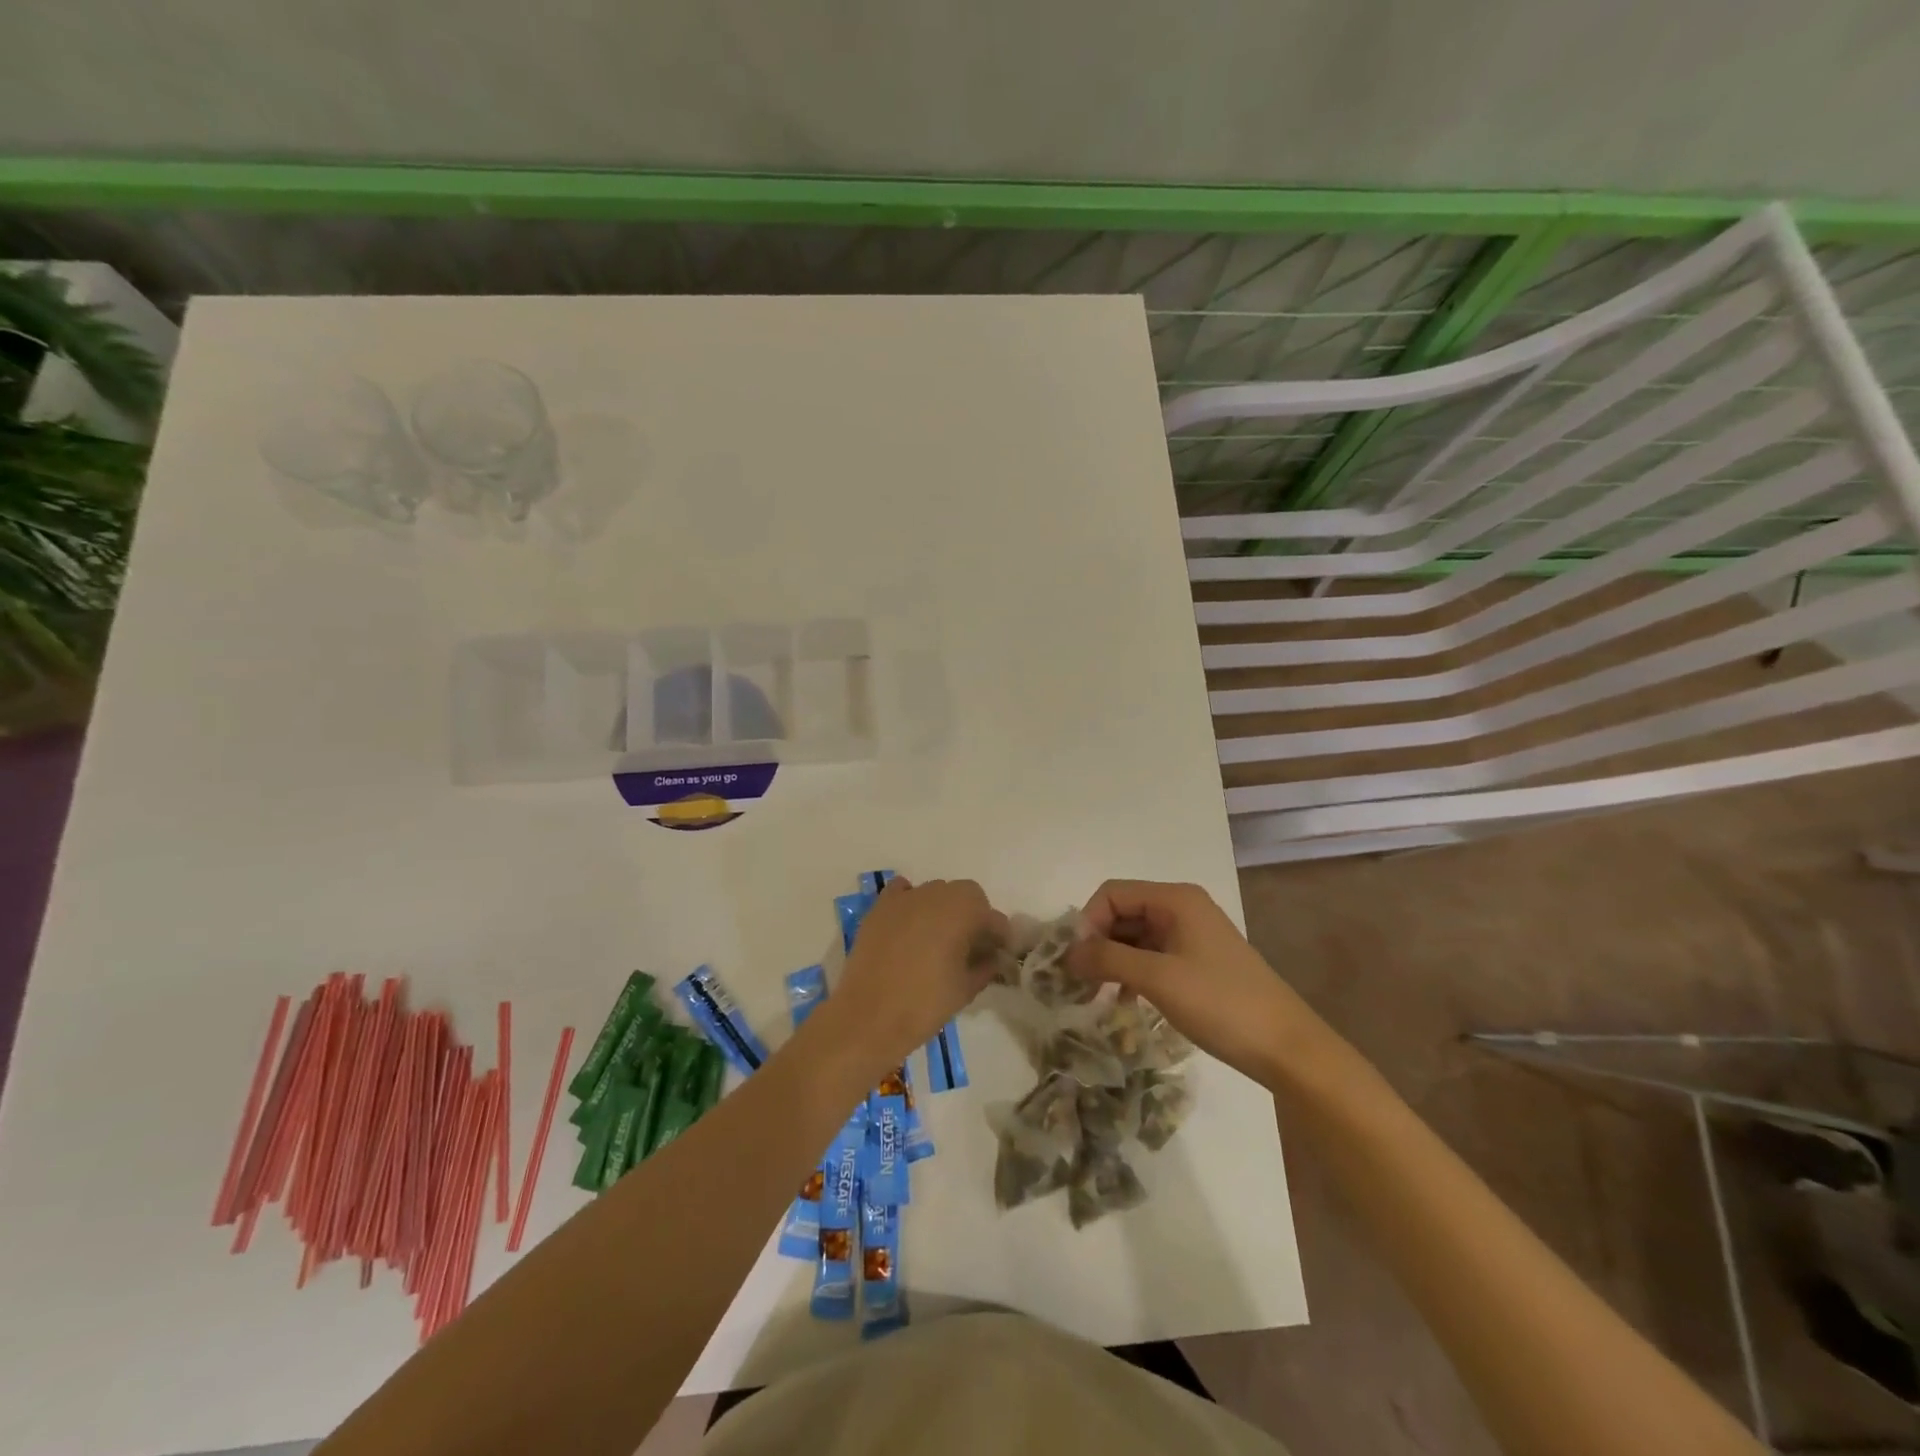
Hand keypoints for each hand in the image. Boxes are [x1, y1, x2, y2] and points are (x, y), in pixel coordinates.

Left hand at [815, 877, 1006, 1081]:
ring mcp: (905, 898)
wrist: (868, 1017)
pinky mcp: (880, 907)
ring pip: (935, 892)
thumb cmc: (924, 1004)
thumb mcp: (966, 989)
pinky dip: (912, 901)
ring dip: (944, 909)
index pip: (993, 917)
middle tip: (970, 946)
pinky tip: (911, 925)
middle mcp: (936, 894)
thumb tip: (993, 957)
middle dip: (974, 916)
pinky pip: (903, 892)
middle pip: (966, 895)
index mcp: (963, 911)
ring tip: (940, 939)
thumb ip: (986, 966)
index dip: (999, 937)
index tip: (999, 954)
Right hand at [1065, 880, 1323, 1083]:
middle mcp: (1181, 908)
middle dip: (1097, 942)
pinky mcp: (1196, 961)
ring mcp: (1191, 935)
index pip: (1113, 893)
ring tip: (1095, 994)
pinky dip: (1132, 973)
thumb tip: (1067, 953)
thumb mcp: (1158, 979)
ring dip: (1112, 960)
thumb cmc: (1221, 1003)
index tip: (1075, 961)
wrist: (1286, 1047)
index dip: (1088, 922)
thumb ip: (1108, 960)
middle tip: (1078, 981)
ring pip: (1135, 937)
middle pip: (1123, 912)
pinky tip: (1124, 1001)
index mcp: (1175, 899)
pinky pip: (1151, 956)